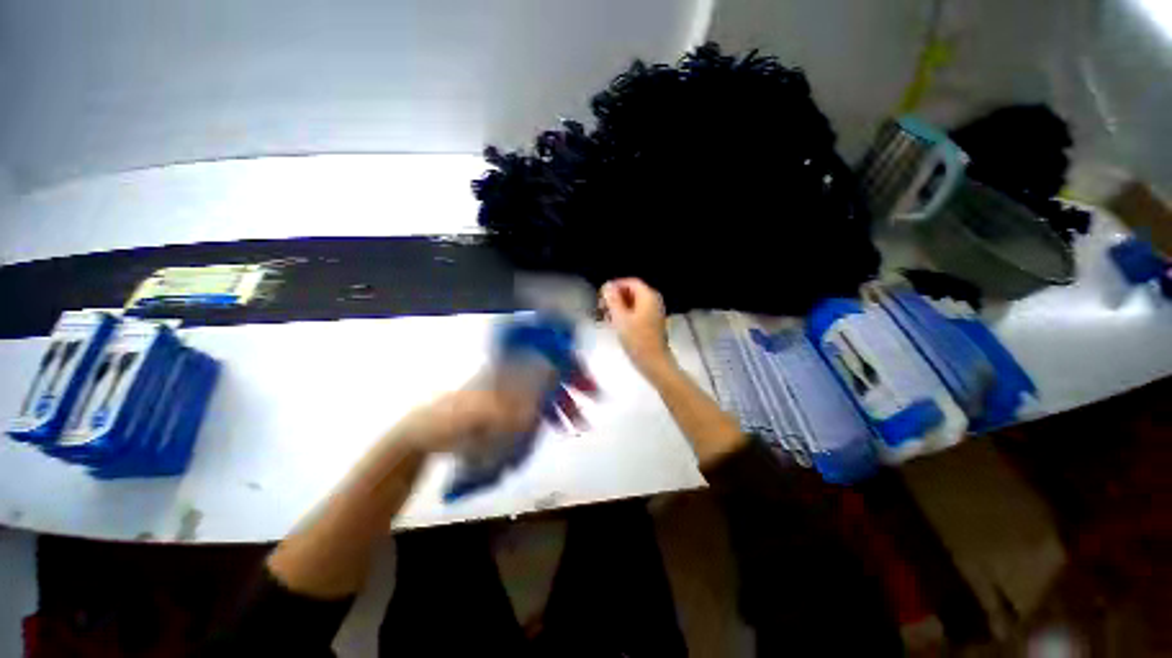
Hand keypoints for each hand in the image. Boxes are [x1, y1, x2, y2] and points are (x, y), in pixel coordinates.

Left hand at [399, 364, 597, 454]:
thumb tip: (549, 386)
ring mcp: (512, 386)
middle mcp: (513, 369)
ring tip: (580, 422)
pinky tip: (561, 425)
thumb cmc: (453, 418)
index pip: (545, 348)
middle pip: (551, 366)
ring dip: (566, 400)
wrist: (428, 435)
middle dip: (574, 379)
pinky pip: (538, 401)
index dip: (567, 354)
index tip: (584, 367)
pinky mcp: (511, 402)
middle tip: (595, 395)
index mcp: (506, 363)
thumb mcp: (482, 410)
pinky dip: (552, 411)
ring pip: (547, 386)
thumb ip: (514, 400)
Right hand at [600, 278, 674, 375]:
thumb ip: (612, 300)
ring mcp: (654, 312)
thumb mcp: (620, 318)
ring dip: (619, 307)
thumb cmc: (637, 339)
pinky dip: (626, 314)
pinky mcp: (652, 323)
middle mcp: (653, 301)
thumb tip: (607, 285)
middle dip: (616, 297)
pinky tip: (616, 324)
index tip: (601, 296)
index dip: (614, 286)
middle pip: (632, 291)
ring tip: (606, 317)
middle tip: (601, 308)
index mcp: (648, 296)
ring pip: (633, 303)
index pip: (630, 282)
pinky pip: (637, 312)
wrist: (654, 362)